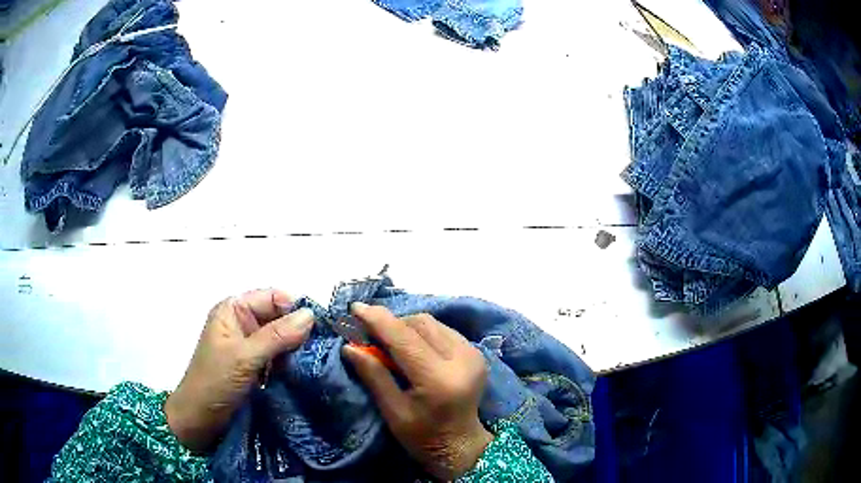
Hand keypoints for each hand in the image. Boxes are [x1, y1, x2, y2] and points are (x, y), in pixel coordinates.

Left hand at [165, 289, 313, 451]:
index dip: (296, 308)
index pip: (273, 298)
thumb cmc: (215, 381)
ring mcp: (249, 346)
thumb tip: (310, 315)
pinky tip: (305, 371)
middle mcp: (242, 323)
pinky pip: (279, 357)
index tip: (322, 326)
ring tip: (320, 360)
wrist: (200, 418)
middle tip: (326, 346)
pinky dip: (291, 363)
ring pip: (281, 339)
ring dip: (297, 349)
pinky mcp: (255, 366)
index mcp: (234, 310)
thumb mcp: (245, 356)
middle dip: (300, 330)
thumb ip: (277, 335)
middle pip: (279, 317)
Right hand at [342, 303, 492, 480]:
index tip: (355, 309)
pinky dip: (422, 333)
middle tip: (369, 334)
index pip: (405, 338)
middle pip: (420, 324)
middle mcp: (462, 360)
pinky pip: (443, 330)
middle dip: (392, 324)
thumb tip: (349, 345)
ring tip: (389, 343)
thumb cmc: (422, 437)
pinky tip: (411, 348)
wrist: (461, 446)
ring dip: (406, 327)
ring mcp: (473, 354)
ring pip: (432, 323)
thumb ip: (373, 375)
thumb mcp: (393, 412)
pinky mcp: (476, 352)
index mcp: (439, 379)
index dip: (378, 320)